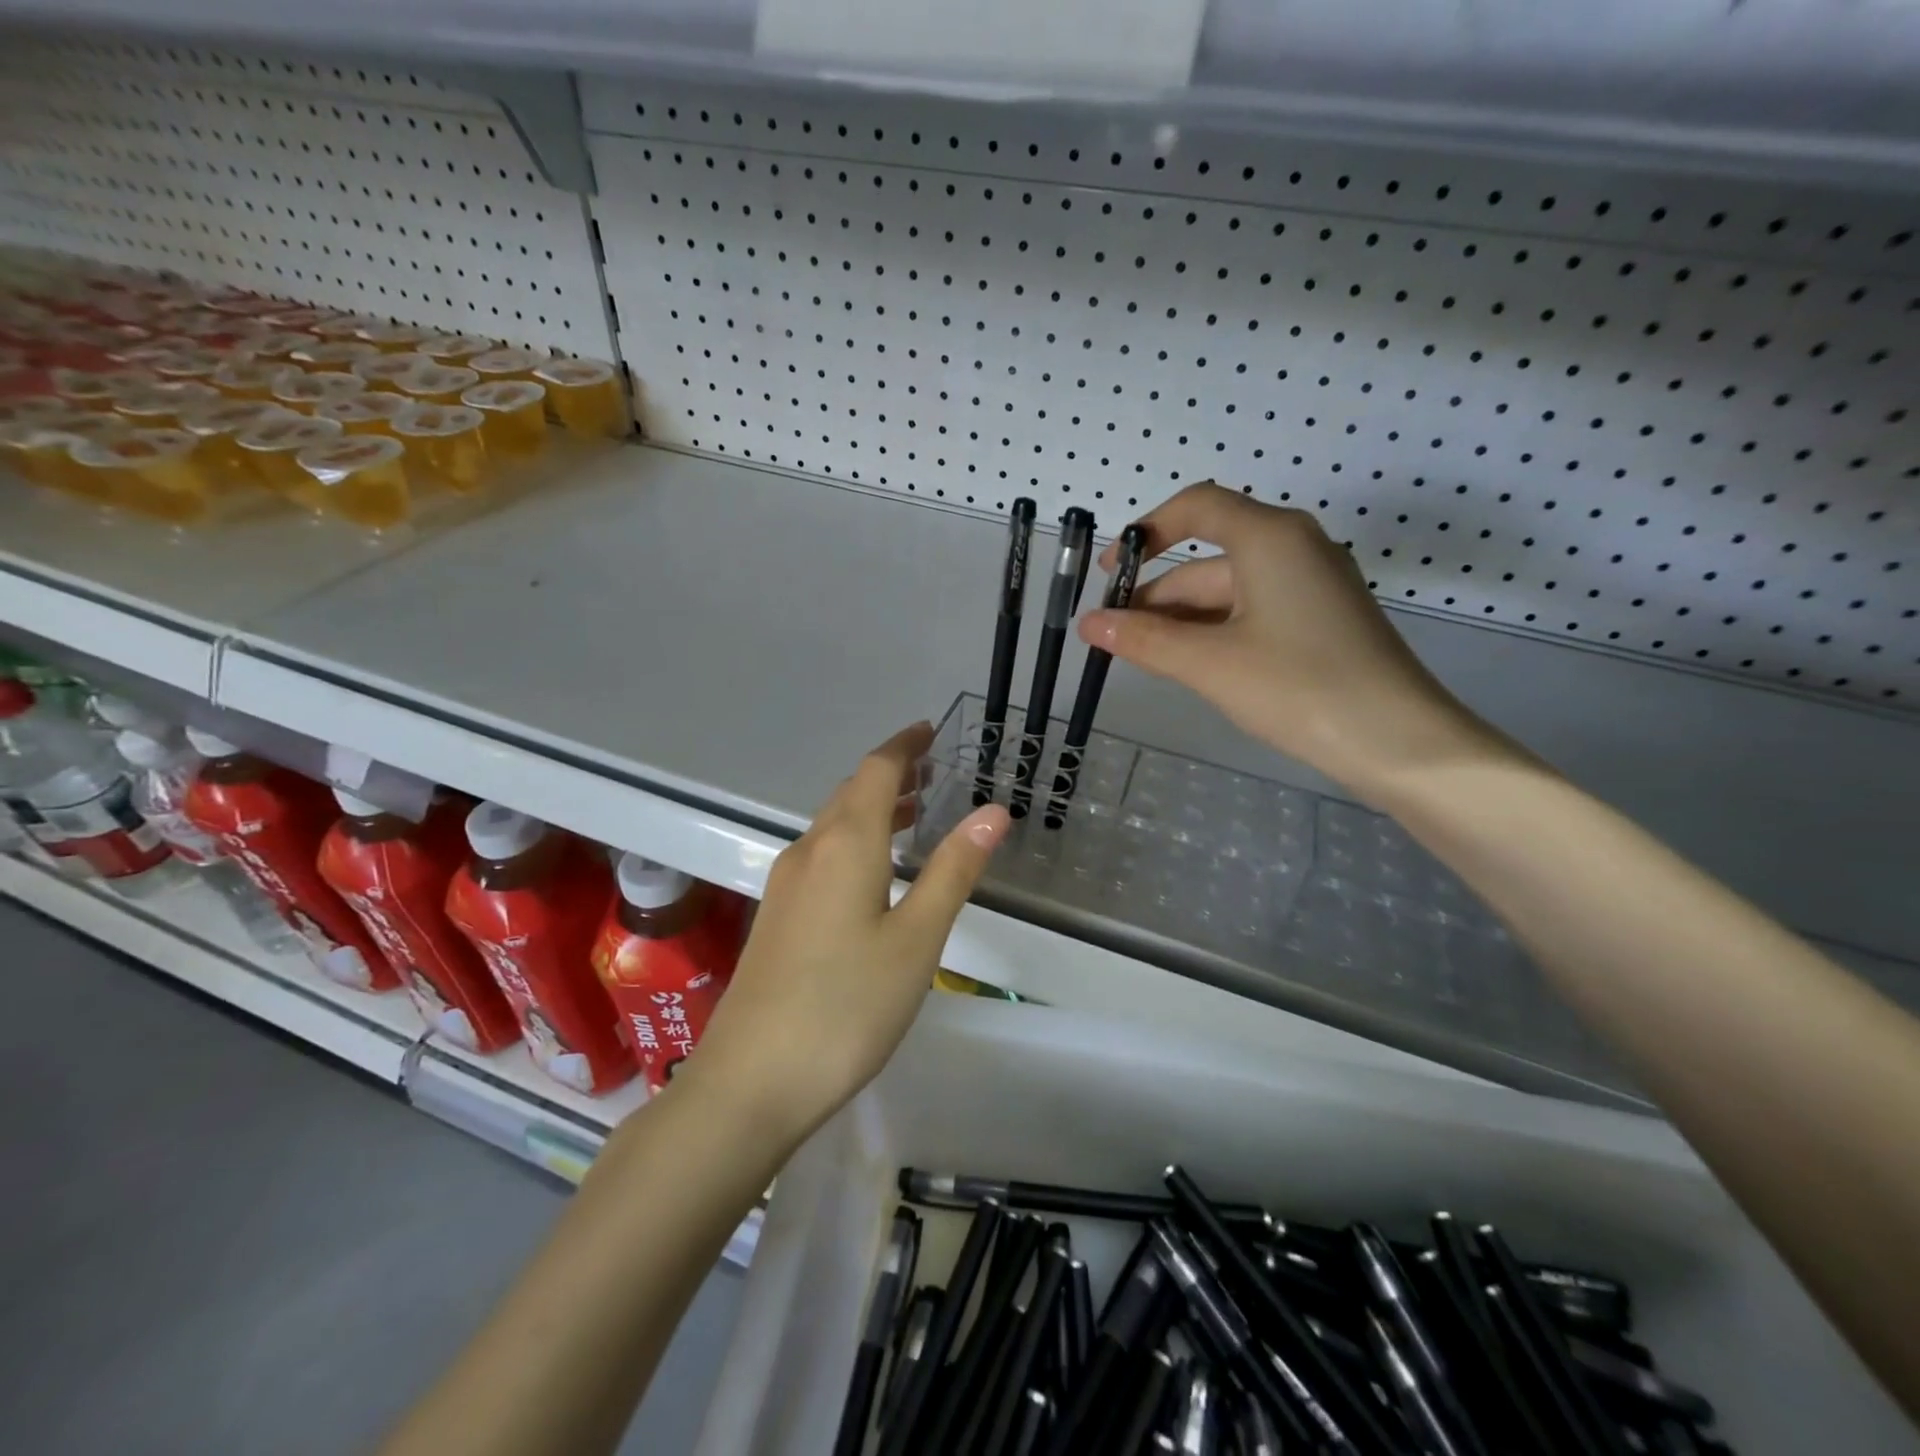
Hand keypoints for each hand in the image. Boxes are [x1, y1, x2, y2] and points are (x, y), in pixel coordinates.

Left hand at [682, 723, 1009, 1150]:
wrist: (751, 1081)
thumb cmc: (847, 1006)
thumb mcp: (916, 939)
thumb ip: (954, 870)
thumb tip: (994, 812)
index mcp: (845, 844)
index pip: (875, 771)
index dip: (904, 746)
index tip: (930, 731)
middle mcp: (808, 851)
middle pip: (850, 793)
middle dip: (890, 774)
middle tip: (932, 770)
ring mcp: (785, 884)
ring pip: (833, 824)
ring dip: (871, 807)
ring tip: (912, 811)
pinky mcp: (777, 916)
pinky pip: (821, 853)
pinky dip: (854, 839)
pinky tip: (872, 870)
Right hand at [1077, 483, 1512, 796]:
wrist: (1400, 743)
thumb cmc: (1299, 688)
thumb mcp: (1210, 664)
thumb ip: (1145, 640)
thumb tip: (1088, 625)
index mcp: (1270, 538)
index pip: (1197, 506)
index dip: (1146, 532)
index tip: (1108, 573)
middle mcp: (1294, 549)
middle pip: (1208, 559)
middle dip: (1156, 596)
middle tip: (1112, 638)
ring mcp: (1311, 587)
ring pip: (1228, 592)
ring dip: (1181, 620)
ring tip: (1140, 658)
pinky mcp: (1320, 622)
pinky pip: (1251, 613)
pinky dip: (1214, 632)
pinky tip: (1189, 665)